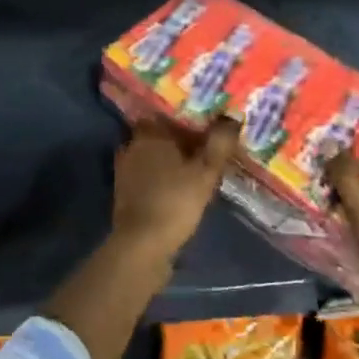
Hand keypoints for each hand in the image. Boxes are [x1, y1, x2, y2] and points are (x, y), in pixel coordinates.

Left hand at [110, 115, 238, 257]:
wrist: (142, 245)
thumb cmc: (174, 201)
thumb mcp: (205, 171)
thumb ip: (219, 143)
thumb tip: (232, 116)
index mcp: (149, 135)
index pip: (164, 113)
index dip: (184, 115)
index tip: (204, 120)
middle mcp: (132, 147)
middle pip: (158, 135)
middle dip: (178, 138)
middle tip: (204, 142)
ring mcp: (125, 171)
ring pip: (152, 156)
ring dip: (170, 159)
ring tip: (195, 163)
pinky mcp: (125, 193)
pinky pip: (147, 175)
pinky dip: (161, 176)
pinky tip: (178, 184)